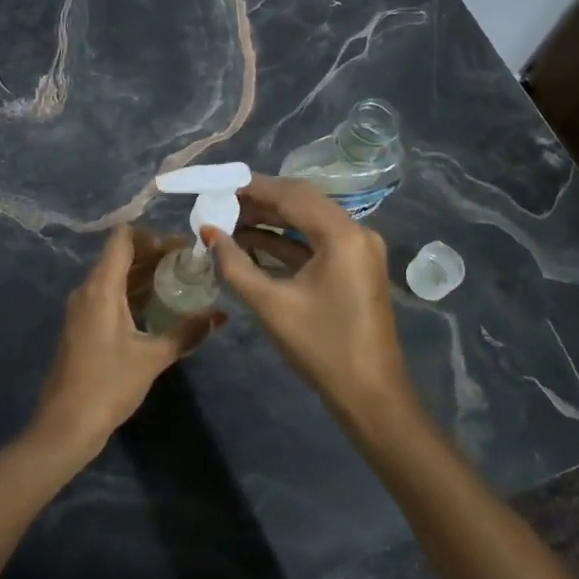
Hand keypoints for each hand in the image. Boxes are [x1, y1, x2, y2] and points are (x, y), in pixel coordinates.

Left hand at [30, 225, 224, 459]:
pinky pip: (109, 294)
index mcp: (101, 288)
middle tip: (190, 263)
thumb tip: (221, 314)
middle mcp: (88, 289)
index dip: (154, 236)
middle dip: (155, 254)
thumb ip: (187, 332)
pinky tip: (158, 304)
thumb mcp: (153, 358)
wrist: (66, 425)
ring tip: (181, 280)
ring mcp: (82, 307)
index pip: (123, 238)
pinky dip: (133, 291)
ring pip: (115, 275)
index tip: (183, 247)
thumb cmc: (108, 386)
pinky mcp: (83, 324)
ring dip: (145, 273)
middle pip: (121, 254)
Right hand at [205, 174, 412, 424]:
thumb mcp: (271, 305)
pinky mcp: (354, 266)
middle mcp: (356, 232)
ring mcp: (358, 249)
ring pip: (308, 220)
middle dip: (260, 201)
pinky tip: (251, 243)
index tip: (218, 183)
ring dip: (271, 220)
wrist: (370, 396)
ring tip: (229, 222)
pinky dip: (286, 240)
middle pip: (302, 201)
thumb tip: (208, 232)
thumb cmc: (321, 348)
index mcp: (342, 234)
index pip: (292, 194)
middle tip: (220, 203)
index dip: (252, 187)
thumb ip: (235, 264)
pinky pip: (316, 241)